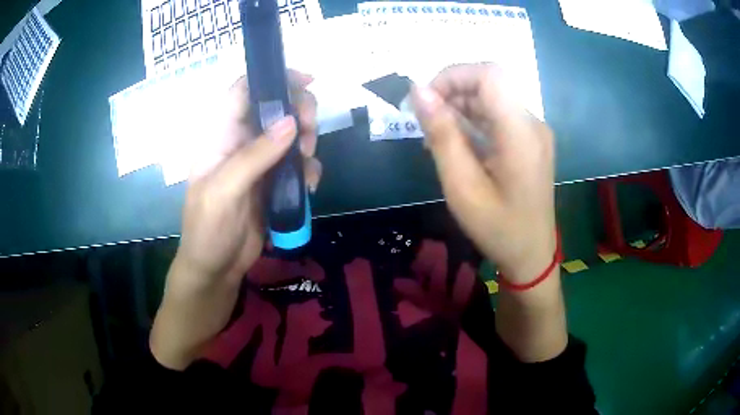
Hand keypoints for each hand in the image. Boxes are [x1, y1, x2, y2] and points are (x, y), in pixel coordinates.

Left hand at [177, 71, 320, 287]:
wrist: (216, 269)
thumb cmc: (207, 229)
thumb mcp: (224, 191)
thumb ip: (255, 156)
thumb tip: (290, 122)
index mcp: (220, 137)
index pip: (243, 91)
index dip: (272, 78)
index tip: (306, 81)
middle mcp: (241, 142)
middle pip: (275, 108)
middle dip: (299, 112)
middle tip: (310, 132)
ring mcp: (260, 162)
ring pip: (291, 134)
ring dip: (307, 142)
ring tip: (306, 164)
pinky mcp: (274, 182)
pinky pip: (298, 164)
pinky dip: (309, 169)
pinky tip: (309, 187)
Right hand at [412, 64, 565, 362]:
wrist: (531, 255)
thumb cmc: (497, 228)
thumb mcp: (462, 186)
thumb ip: (441, 134)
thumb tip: (418, 91)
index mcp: (521, 132)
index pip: (490, 74)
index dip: (453, 75)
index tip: (426, 100)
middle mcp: (533, 123)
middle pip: (490, 83)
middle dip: (452, 92)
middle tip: (426, 122)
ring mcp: (534, 131)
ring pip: (493, 98)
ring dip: (460, 107)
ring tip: (437, 138)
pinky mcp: (531, 141)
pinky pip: (499, 116)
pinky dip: (474, 121)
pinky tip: (458, 144)